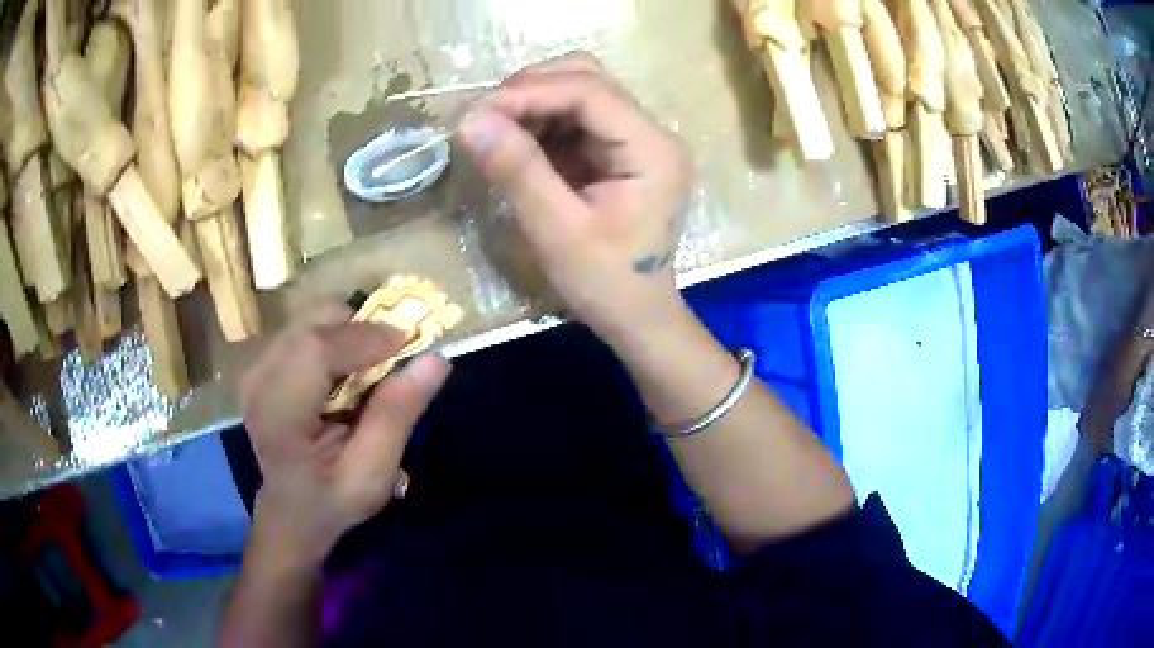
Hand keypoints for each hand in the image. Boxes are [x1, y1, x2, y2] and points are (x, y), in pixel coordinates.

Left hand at [240, 304, 450, 566]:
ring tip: (366, 372)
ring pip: (311, 320)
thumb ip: (396, 416)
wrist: (290, 511)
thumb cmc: (332, 500)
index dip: (365, 336)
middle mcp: (259, 378)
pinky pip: (305, 330)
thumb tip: (436, 361)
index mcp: (279, 412)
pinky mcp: (263, 363)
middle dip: (359, 330)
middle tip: (390, 360)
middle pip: (313, 324)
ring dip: (347, 335)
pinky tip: (342, 376)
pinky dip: (333, 340)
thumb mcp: (373, 474)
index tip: (409, 345)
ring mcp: (257, 367)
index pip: (316, 349)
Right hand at [457, 53, 694, 340]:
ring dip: (531, 104)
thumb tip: (469, 119)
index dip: (530, 91)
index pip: (591, 92)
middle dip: (530, 90)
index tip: (476, 111)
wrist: (636, 315)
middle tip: (482, 117)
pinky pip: (574, 119)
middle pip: (588, 79)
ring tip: (492, 131)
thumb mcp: (557, 231)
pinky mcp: (618, 151)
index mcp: (653, 149)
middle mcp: (652, 133)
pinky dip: (539, 123)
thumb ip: (517, 170)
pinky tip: (514, 143)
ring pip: (578, 92)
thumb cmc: (605, 283)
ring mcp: (636, 139)